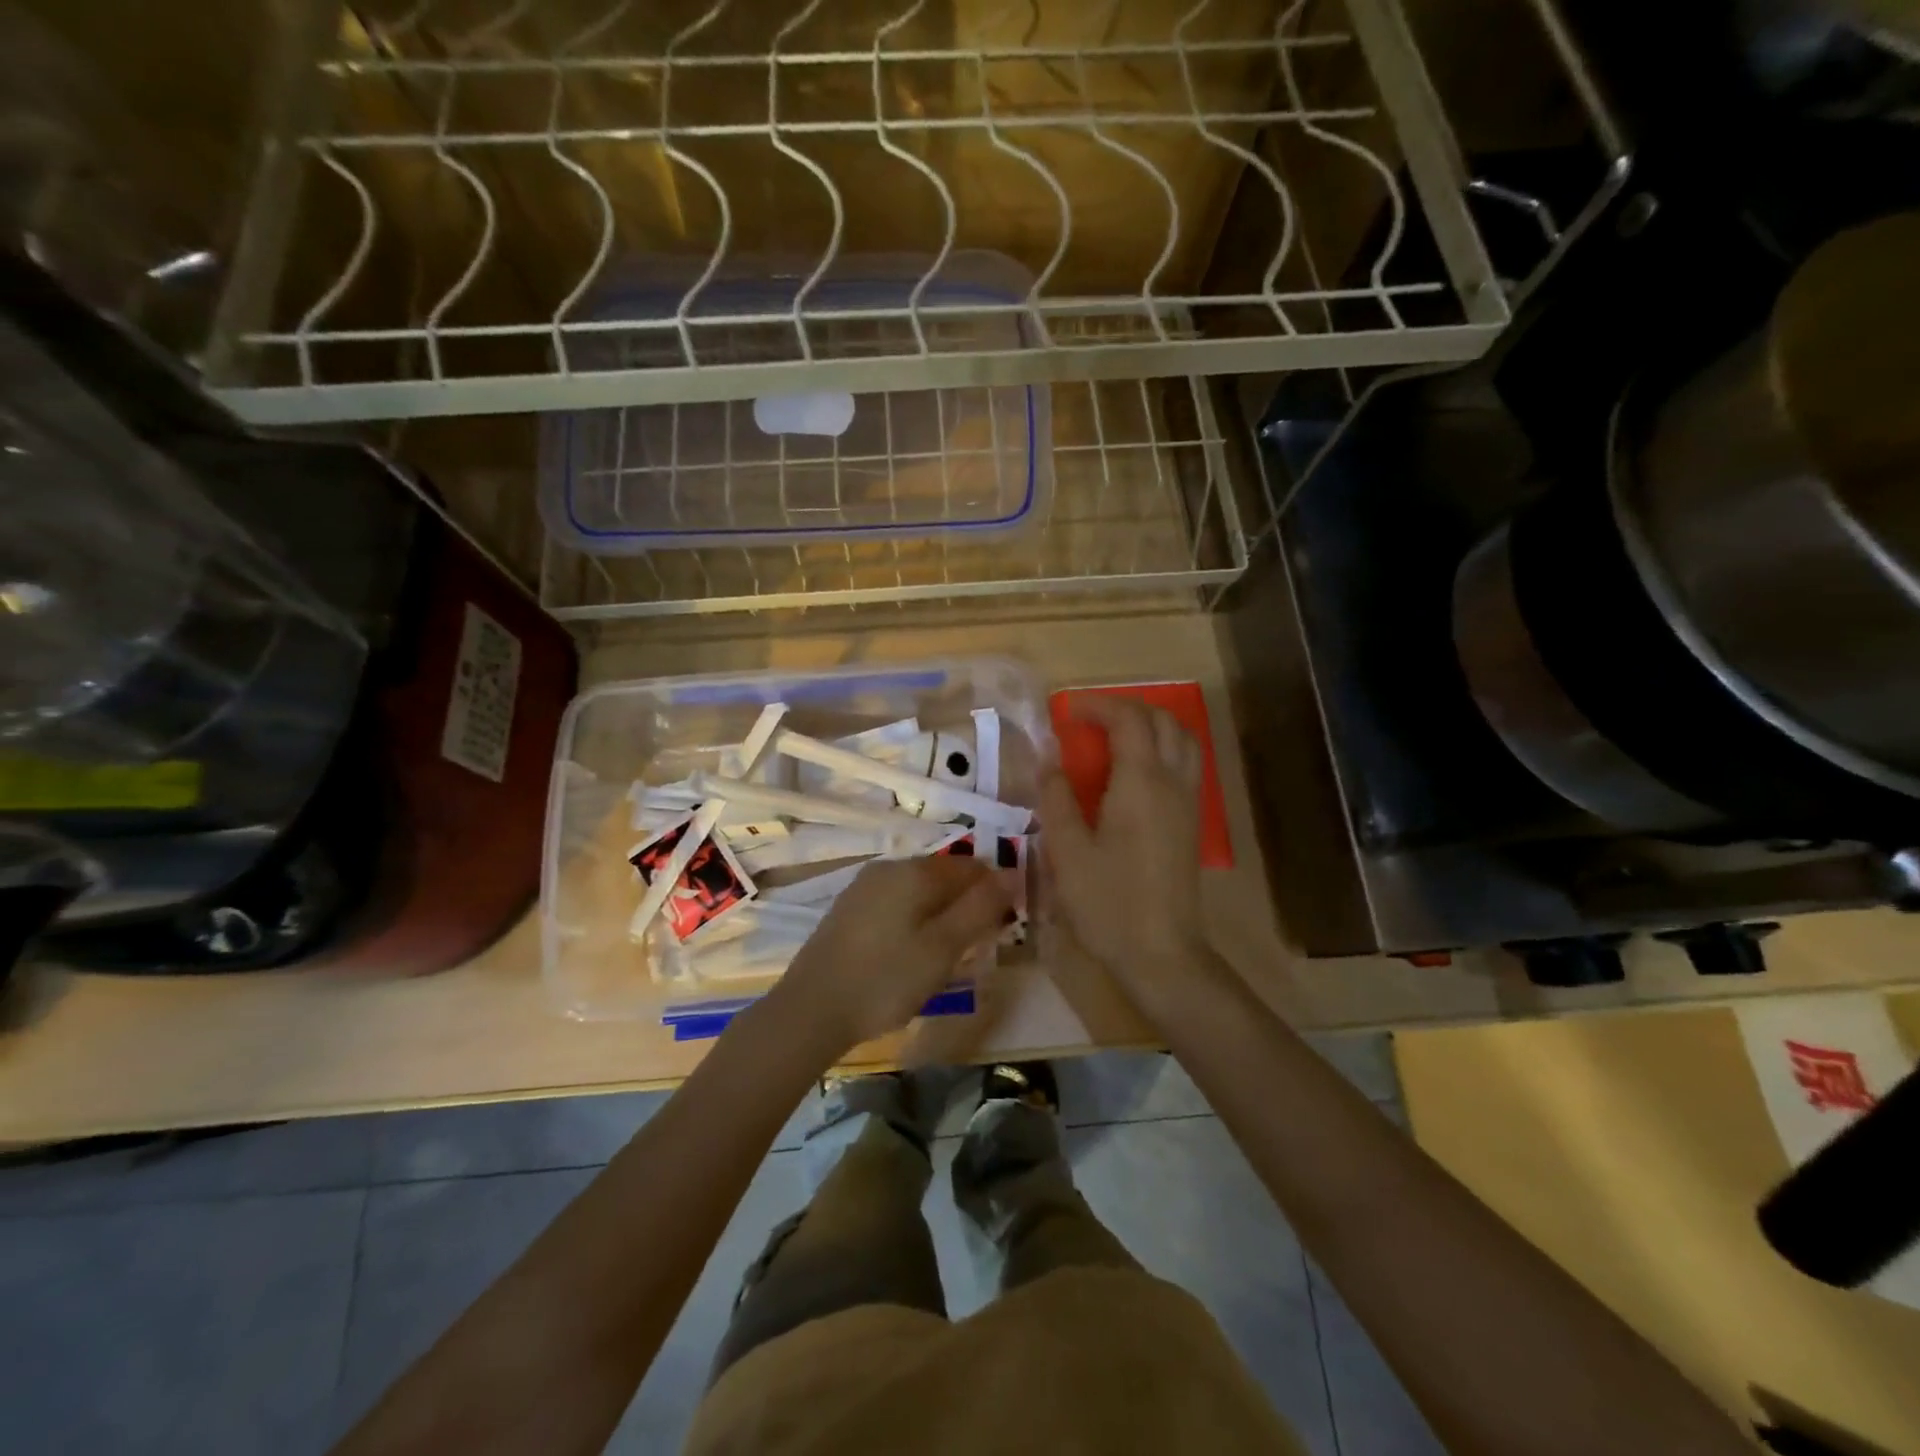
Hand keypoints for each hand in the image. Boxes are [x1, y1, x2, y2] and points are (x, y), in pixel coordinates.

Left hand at [775, 856, 1012, 1057]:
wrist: (810, 1010)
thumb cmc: (886, 979)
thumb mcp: (944, 948)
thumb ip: (980, 908)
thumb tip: (1012, 874)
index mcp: (915, 871)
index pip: (972, 866)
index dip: (995, 892)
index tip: (1002, 928)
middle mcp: (889, 867)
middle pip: (944, 876)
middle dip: (967, 905)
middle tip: (975, 949)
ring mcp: (864, 887)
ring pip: (919, 892)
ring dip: (941, 915)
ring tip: (945, 957)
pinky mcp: (848, 910)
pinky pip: (895, 905)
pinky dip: (913, 922)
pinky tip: (909, 956)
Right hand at [1040, 696, 1210, 997]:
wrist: (1162, 952)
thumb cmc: (1108, 902)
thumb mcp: (1067, 851)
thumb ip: (1056, 797)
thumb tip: (1048, 759)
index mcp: (1141, 783)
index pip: (1128, 720)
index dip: (1098, 706)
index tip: (1067, 711)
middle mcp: (1173, 783)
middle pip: (1163, 721)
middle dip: (1126, 709)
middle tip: (1090, 720)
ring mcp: (1189, 802)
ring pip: (1183, 740)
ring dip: (1151, 726)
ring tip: (1114, 738)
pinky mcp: (1192, 823)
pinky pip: (1186, 765)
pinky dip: (1163, 749)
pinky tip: (1134, 773)